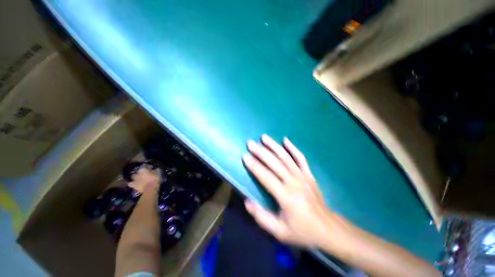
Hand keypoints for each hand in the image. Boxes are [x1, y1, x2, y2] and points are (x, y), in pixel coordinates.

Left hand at [127, 166, 160, 192]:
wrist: (150, 188)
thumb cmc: (155, 179)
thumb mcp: (158, 173)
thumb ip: (155, 170)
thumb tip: (155, 169)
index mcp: (143, 169)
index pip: (145, 166)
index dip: (148, 167)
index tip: (151, 168)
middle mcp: (137, 173)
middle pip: (137, 172)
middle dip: (139, 173)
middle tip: (143, 174)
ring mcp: (134, 180)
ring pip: (133, 177)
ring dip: (135, 177)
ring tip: (138, 179)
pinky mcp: (133, 186)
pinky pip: (130, 184)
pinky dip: (132, 184)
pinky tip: (134, 184)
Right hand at [243, 135, 345, 248]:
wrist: (327, 229)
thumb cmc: (302, 231)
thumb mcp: (280, 232)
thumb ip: (261, 217)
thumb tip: (247, 201)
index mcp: (286, 196)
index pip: (266, 177)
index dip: (254, 166)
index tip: (245, 156)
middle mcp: (294, 182)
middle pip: (275, 163)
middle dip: (261, 152)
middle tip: (250, 143)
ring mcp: (303, 176)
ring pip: (286, 157)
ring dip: (274, 146)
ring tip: (264, 137)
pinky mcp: (309, 174)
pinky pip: (301, 158)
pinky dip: (293, 148)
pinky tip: (286, 140)